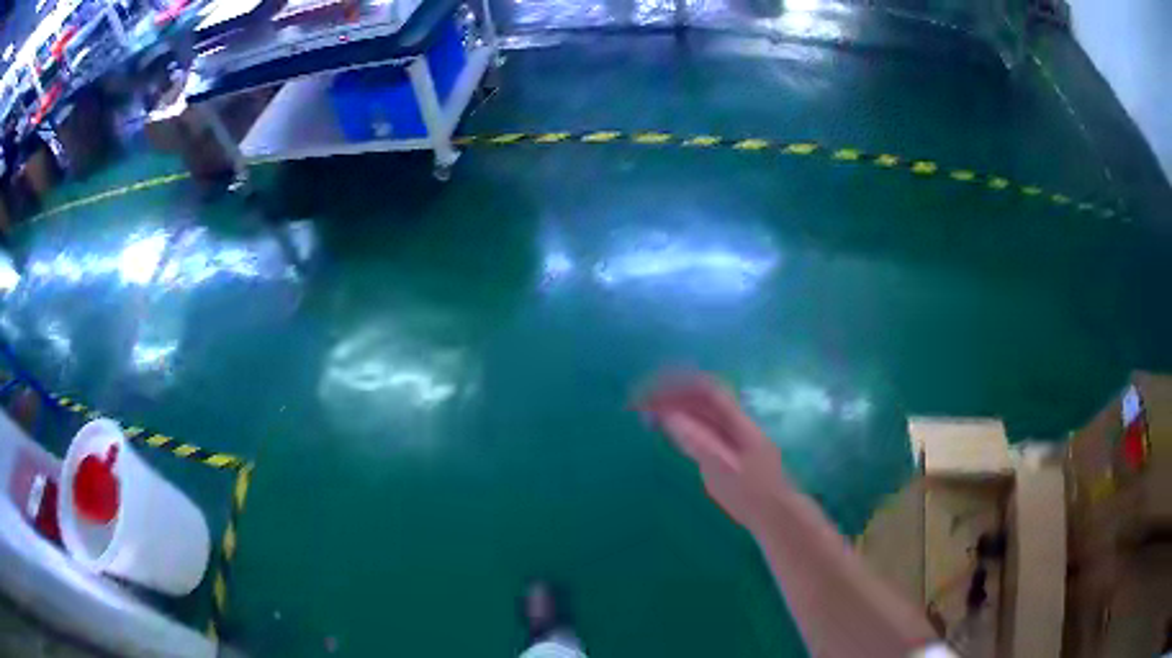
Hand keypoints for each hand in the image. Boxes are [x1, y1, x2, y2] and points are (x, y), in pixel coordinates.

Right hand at [637, 373, 793, 532]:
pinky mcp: (724, 450)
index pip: (706, 389)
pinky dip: (678, 422)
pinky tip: (665, 427)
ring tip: (645, 412)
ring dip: (672, 406)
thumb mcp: (724, 471)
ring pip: (698, 411)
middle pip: (700, 397)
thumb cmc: (752, 496)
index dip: (678, 383)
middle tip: (640, 402)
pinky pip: (699, 426)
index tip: (651, 391)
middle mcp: (734, 422)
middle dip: (670, 393)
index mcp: (738, 422)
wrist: (775, 514)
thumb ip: (699, 443)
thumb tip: (671, 417)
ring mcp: (730, 435)